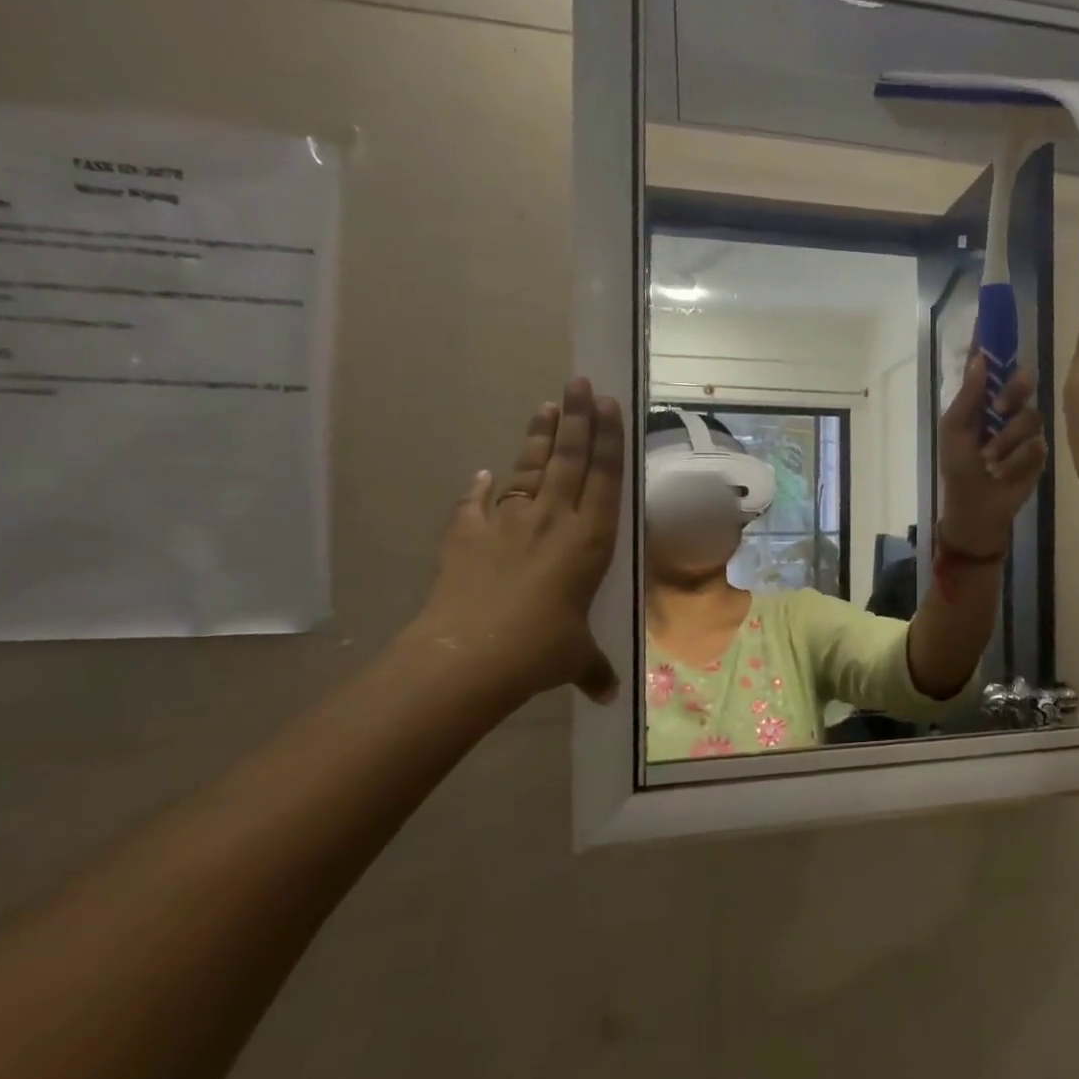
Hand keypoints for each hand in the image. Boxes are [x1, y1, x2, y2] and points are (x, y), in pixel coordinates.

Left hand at [406, 378, 625, 705]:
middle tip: (581, 382)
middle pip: (569, 458)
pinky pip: (477, 503)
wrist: (468, 656)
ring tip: (547, 404)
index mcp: (590, 540)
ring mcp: (508, 523)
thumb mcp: (576, 658)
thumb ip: (594, 668)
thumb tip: (610, 696)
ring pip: (529, 468)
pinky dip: (481, 487)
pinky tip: (485, 472)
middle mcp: (554, 520)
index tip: (610, 404)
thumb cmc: (539, 650)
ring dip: (539, 436)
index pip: (604, 477)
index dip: (608, 439)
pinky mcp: (468, 535)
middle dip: (578, 418)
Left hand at [937, 354, 1048, 555]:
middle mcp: (1006, 410)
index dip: (991, 342)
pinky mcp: (1039, 454)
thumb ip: (968, 396)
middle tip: (1001, 409)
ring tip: (992, 460)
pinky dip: (1017, 461)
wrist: (976, 511)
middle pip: (1022, 381)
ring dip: (1007, 441)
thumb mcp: (955, 431)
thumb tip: (979, 358)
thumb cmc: (958, 469)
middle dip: (1014, 392)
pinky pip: (1037, 445)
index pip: (988, 365)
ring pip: (1031, 416)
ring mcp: (1024, 431)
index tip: (994, 316)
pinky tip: (1005, 473)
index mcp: (980, 401)